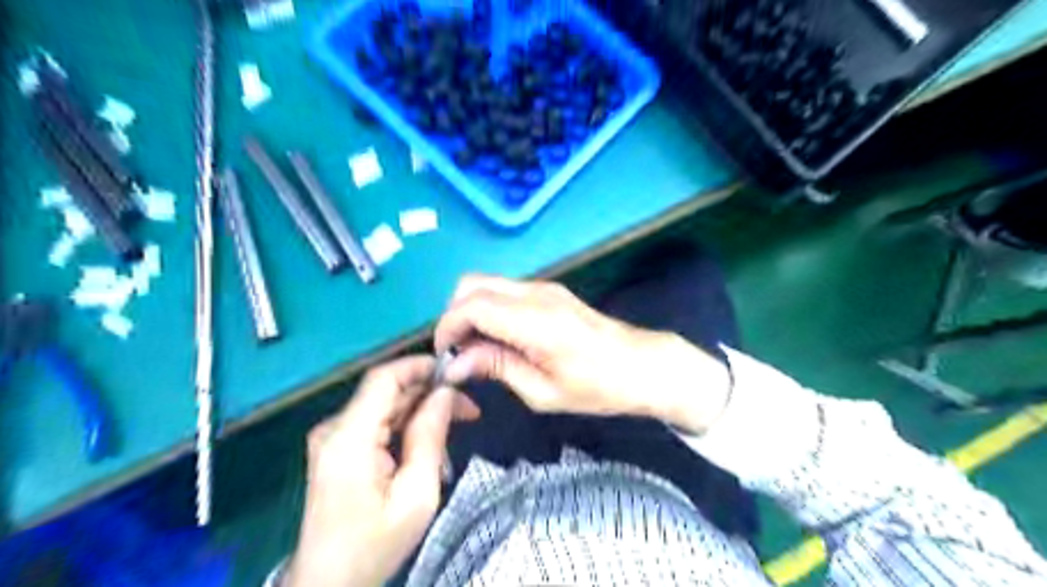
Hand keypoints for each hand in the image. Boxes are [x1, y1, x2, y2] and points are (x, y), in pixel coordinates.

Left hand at [286, 353, 481, 586]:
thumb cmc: (374, 544)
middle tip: (469, 409)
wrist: (328, 584)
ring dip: (421, 411)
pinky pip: (378, 423)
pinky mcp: (337, 448)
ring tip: (455, 429)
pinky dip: (406, 426)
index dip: (420, 366)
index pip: (383, 378)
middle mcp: (334, 429)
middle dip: (430, 393)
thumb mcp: (416, 494)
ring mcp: (332, 438)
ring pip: (385, 406)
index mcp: (349, 438)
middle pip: (387, 391)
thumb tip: (445, 394)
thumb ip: (429, 437)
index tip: (456, 373)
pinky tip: (428, 445)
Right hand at [432, 274, 729, 435]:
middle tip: (459, 352)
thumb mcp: (543, 391)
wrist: (643, 365)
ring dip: (471, 310)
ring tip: (477, 349)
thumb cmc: (597, 387)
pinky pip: (505, 290)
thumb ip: (497, 368)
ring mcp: (544, 288)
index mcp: (535, 321)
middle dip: (454, 314)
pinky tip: (498, 338)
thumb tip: (456, 363)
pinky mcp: (550, 291)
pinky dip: (489, 308)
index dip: (447, 327)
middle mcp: (536, 294)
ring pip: (487, 283)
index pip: (472, 305)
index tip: (444, 356)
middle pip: (472, 284)